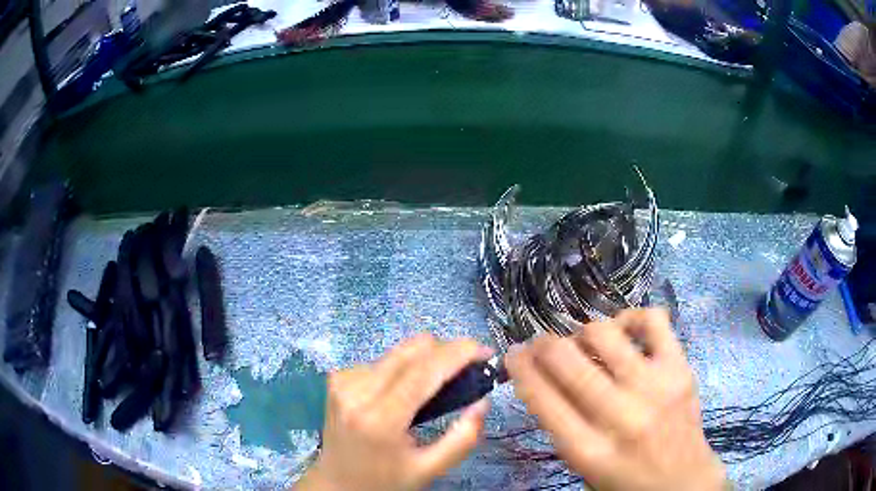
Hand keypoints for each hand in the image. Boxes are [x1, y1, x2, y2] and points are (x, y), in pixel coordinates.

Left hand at [297, 334, 492, 490]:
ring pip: (397, 351)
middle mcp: (356, 391)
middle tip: (465, 370)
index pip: (423, 371)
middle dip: (445, 352)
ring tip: (433, 387)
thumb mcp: (429, 469)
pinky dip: (401, 369)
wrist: (336, 483)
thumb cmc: (384, 480)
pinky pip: (381, 360)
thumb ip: (463, 438)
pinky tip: (402, 392)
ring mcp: (342, 381)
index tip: (485, 350)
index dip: (458, 353)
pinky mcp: (336, 378)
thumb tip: (483, 401)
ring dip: (423, 361)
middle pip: (410, 350)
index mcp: (380, 419)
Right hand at [505, 308, 725, 490]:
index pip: (543, 399)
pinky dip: (631, 317)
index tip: (513, 354)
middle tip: (539, 343)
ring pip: (604, 335)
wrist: (682, 482)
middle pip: (568, 363)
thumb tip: (541, 378)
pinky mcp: (679, 369)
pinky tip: (624, 330)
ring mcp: (654, 387)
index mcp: (589, 451)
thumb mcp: (583, 467)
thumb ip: (562, 426)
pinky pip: (652, 321)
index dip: (521, 369)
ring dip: (583, 334)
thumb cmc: (626, 481)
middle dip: (543, 345)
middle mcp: (620, 416)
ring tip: (584, 343)